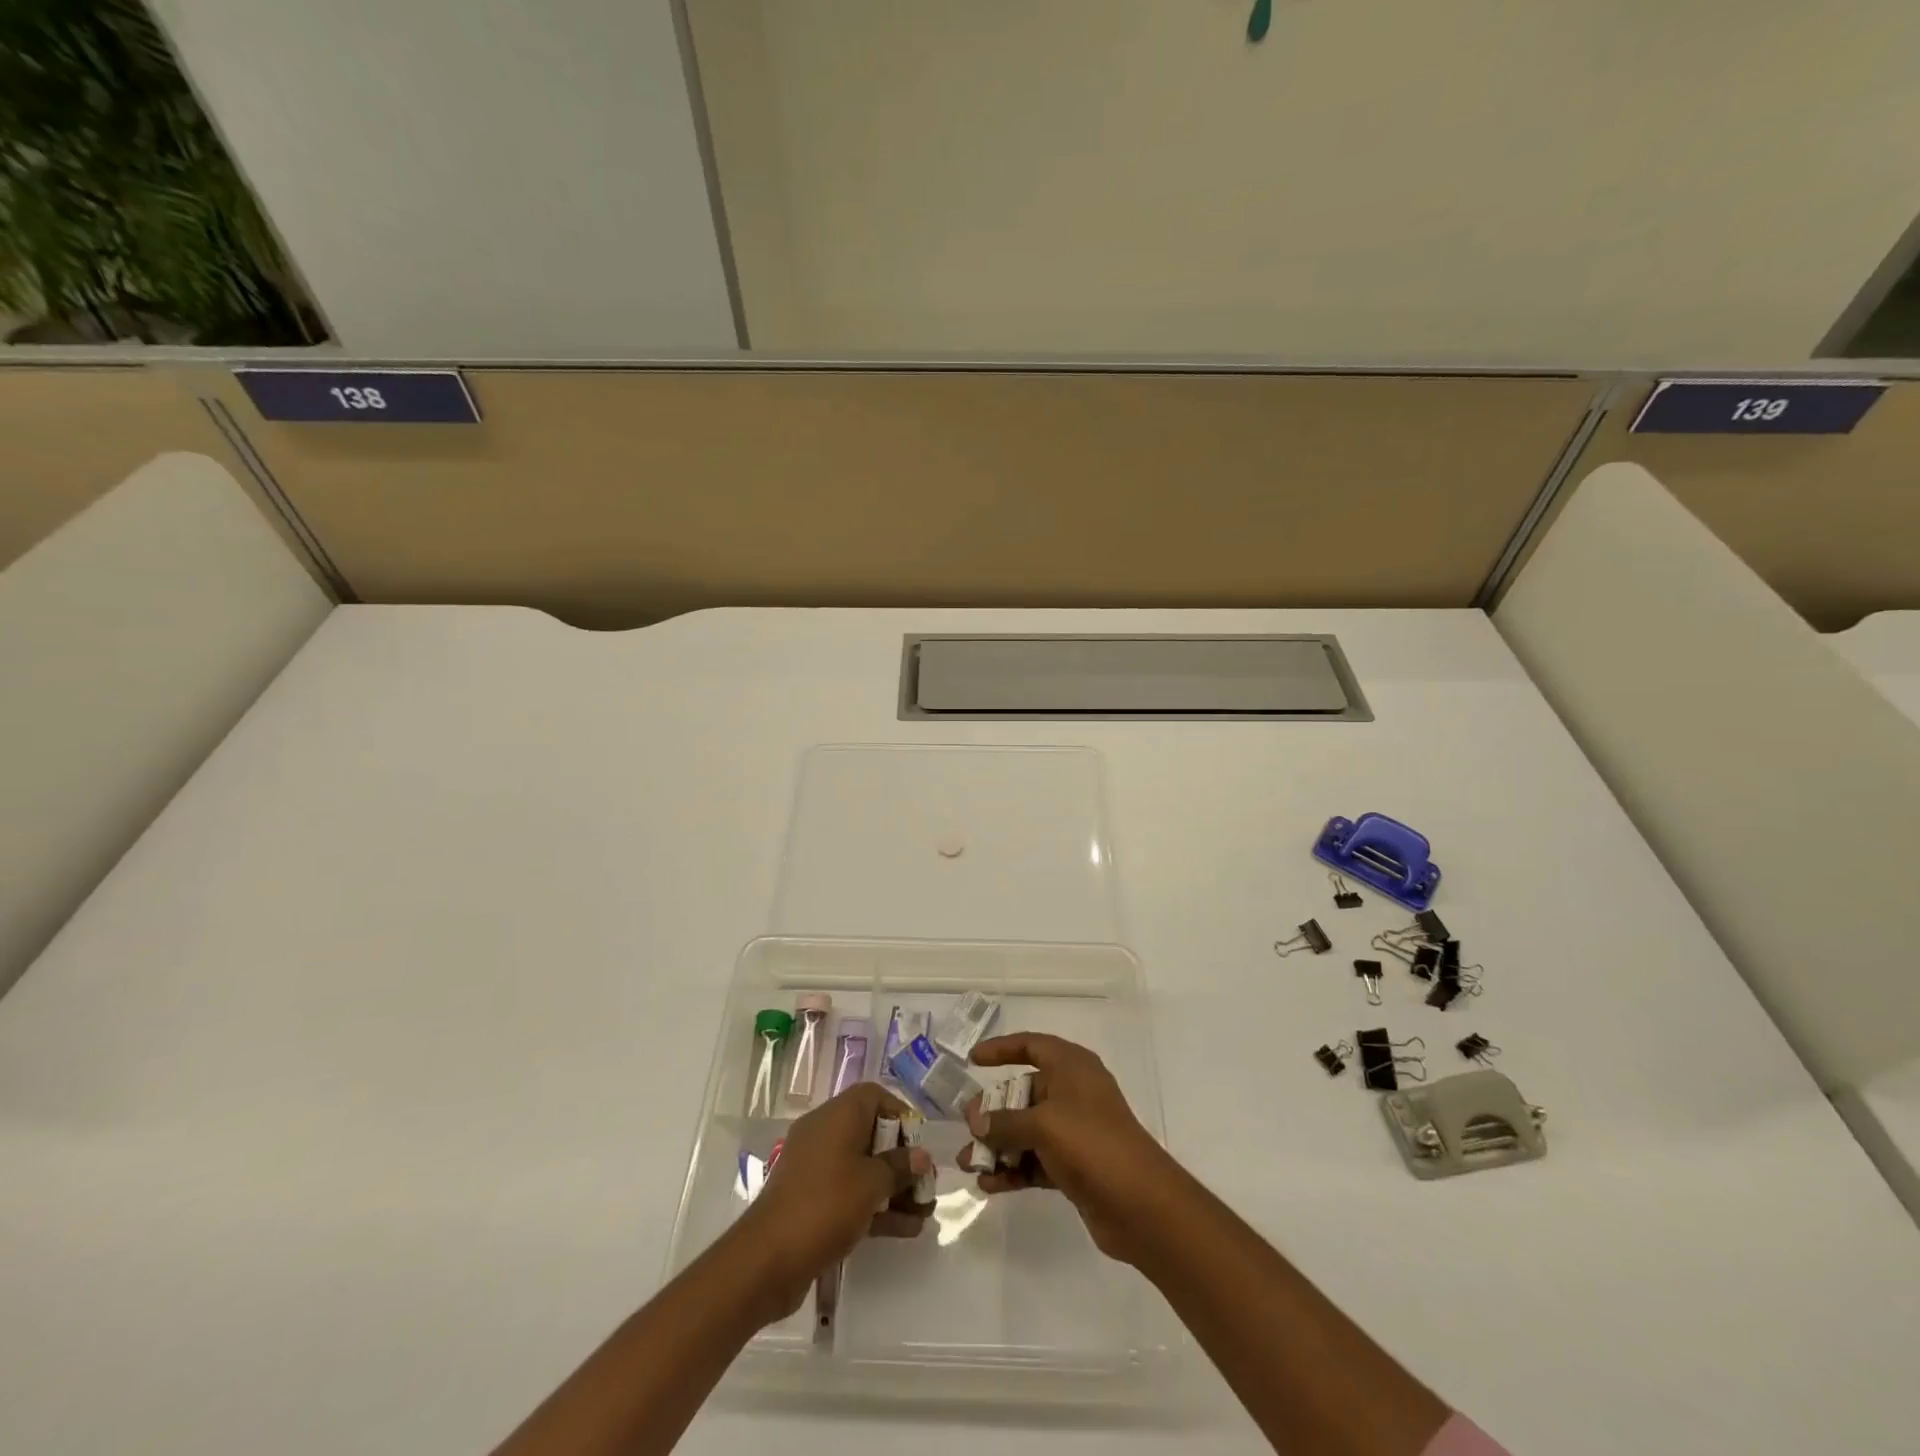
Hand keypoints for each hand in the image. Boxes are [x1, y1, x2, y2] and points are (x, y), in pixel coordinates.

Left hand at [737, 1081, 933, 1319]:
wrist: (767, 1259)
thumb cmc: (826, 1204)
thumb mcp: (871, 1183)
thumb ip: (899, 1167)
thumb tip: (921, 1156)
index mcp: (837, 1116)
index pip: (874, 1097)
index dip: (901, 1114)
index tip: (920, 1142)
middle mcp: (825, 1134)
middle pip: (871, 1134)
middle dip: (902, 1160)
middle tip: (926, 1183)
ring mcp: (816, 1169)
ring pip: (863, 1168)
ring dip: (894, 1188)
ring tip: (925, 1213)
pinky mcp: (812, 1201)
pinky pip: (851, 1193)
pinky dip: (876, 1206)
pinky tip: (907, 1229)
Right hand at [960, 1033, 1176, 1265]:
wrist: (1141, 1204)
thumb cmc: (1092, 1144)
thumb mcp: (1043, 1125)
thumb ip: (1005, 1122)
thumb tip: (976, 1120)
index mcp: (1072, 1067)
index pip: (1032, 1045)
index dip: (1002, 1048)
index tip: (973, 1060)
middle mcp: (1073, 1092)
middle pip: (1025, 1091)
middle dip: (993, 1109)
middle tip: (966, 1125)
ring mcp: (1075, 1130)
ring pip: (1027, 1129)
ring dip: (998, 1145)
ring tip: (967, 1163)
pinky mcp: (1075, 1165)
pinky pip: (1035, 1160)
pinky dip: (1014, 1169)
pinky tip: (988, 1185)